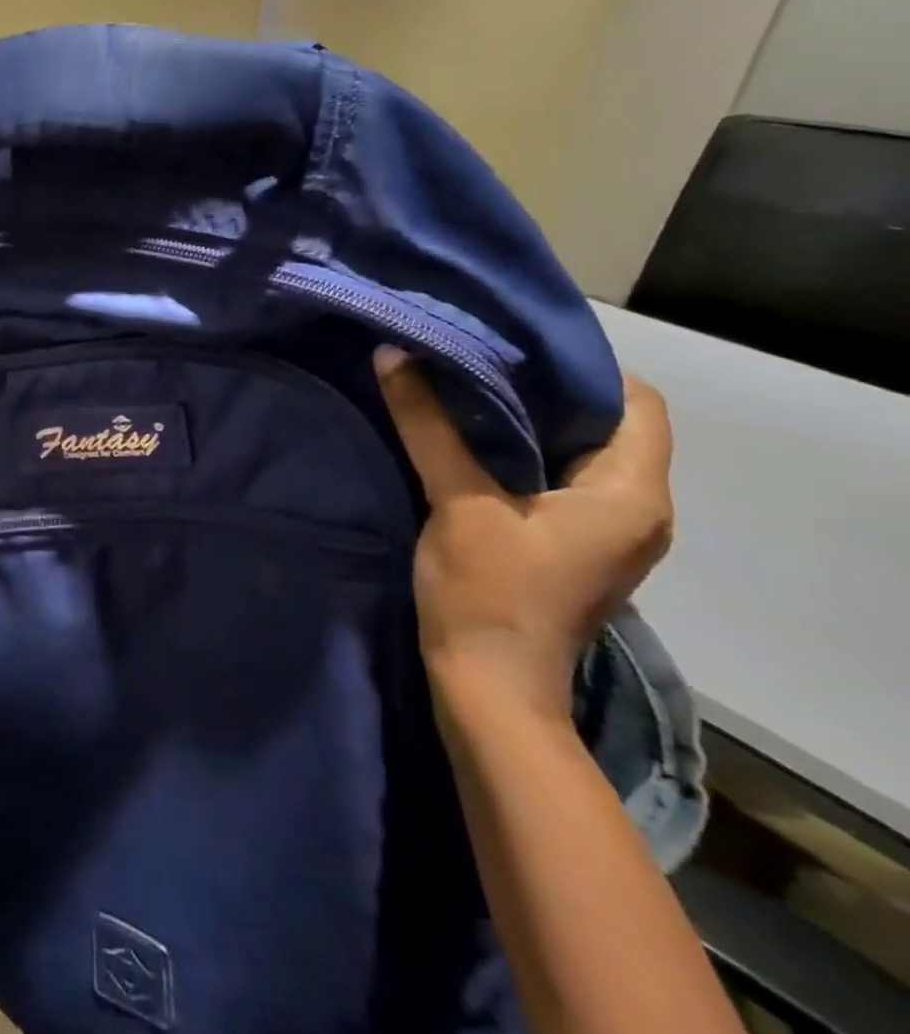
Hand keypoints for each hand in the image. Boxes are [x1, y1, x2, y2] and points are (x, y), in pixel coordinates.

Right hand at [373, 350, 674, 720]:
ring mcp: (610, 533)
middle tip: (477, 360)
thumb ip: (428, 425)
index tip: (512, 347)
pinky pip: (564, 481)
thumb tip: (395, 354)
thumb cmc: (488, 591)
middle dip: (547, 390)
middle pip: (611, 425)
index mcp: (631, 493)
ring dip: (532, 424)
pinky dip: (526, 456)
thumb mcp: (456, 500)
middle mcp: (638, 509)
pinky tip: (473, 444)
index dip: (581, 368)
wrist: (489, 686)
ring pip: (583, 454)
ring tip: (467, 393)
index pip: (638, 401)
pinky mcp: (578, 547)